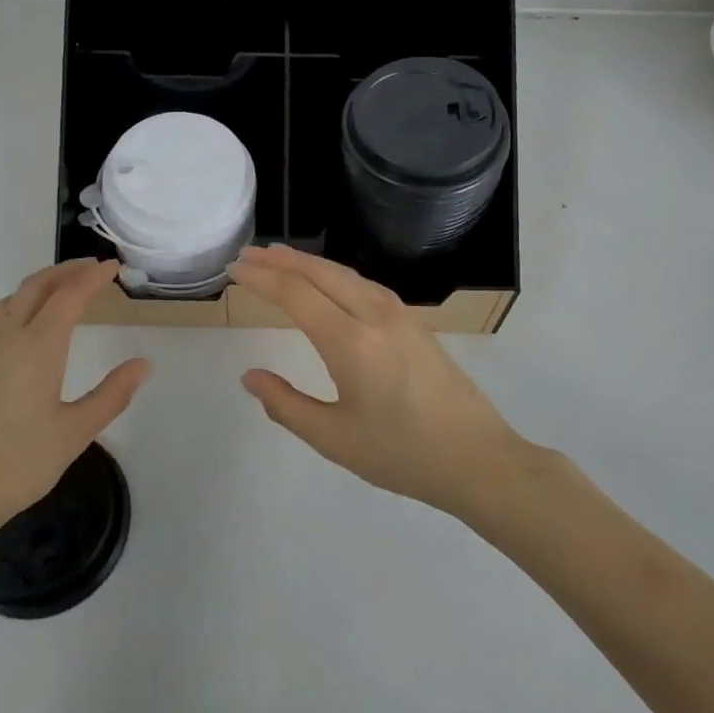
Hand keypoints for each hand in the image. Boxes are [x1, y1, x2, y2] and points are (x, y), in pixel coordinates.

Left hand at [0, 260, 150, 547]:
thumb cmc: (16, 465)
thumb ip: (112, 395)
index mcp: (37, 347)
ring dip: (38, 286)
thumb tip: (144, 364)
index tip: (113, 266)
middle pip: (35, 287)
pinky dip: (16, 308)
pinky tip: (21, 331)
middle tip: (91, 268)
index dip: (92, 277)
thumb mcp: (74, 433)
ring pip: (10, 301)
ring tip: (61, 290)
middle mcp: (5, 338)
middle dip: (64, 271)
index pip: (69, 296)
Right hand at [229, 246, 531, 515]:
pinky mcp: (414, 322)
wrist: (478, 458)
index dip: (261, 278)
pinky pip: (364, 284)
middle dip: (280, 260)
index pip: (295, 293)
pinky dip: (334, 274)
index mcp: (350, 341)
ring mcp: (399, 314)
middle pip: (319, 273)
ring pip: (344, 274)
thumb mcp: (334, 438)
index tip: (235, 269)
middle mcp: (374, 315)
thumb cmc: (402, 454)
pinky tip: (327, 282)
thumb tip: (250, 377)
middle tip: (248, 254)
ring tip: (279, 259)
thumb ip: (286, 405)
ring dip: (308, 263)